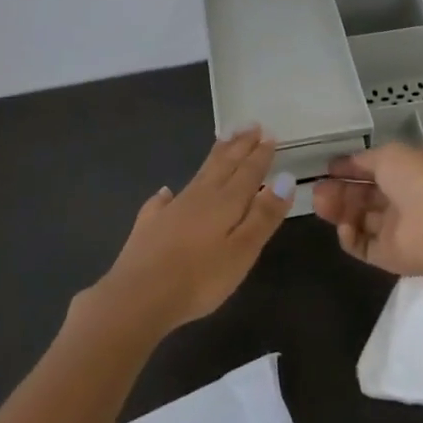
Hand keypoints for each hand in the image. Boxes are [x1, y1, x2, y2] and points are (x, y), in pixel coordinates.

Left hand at [87, 126, 294, 338]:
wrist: (137, 298)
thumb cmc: (199, 279)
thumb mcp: (242, 251)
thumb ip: (264, 215)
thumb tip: (285, 177)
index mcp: (226, 203)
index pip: (248, 172)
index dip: (260, 155)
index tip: (269, 134)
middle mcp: (199, 198)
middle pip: (223, 165)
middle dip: (239, 145)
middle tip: (250, 124)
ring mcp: (171, 210)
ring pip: (198, 175)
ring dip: (214, 157)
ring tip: (223, 140)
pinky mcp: (148, 227)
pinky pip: (161, 202)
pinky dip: (167, 194)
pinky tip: (166, 192)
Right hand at [311, 143, 422, 277]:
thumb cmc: (415, 182)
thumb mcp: (389, 155)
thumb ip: (365, 159)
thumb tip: (347, 163)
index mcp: (408, 173)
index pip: (374, 170)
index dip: (350, 168)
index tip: (327, 169)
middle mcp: (402, 201)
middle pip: (363, 196)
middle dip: (339, 191)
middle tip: (316, 190)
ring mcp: (395, 230)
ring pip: (359, 219)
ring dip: (338, 211)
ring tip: (319, 204)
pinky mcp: (387, 255)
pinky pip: (362, 245)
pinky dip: (349, 236)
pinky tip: (344, 226)